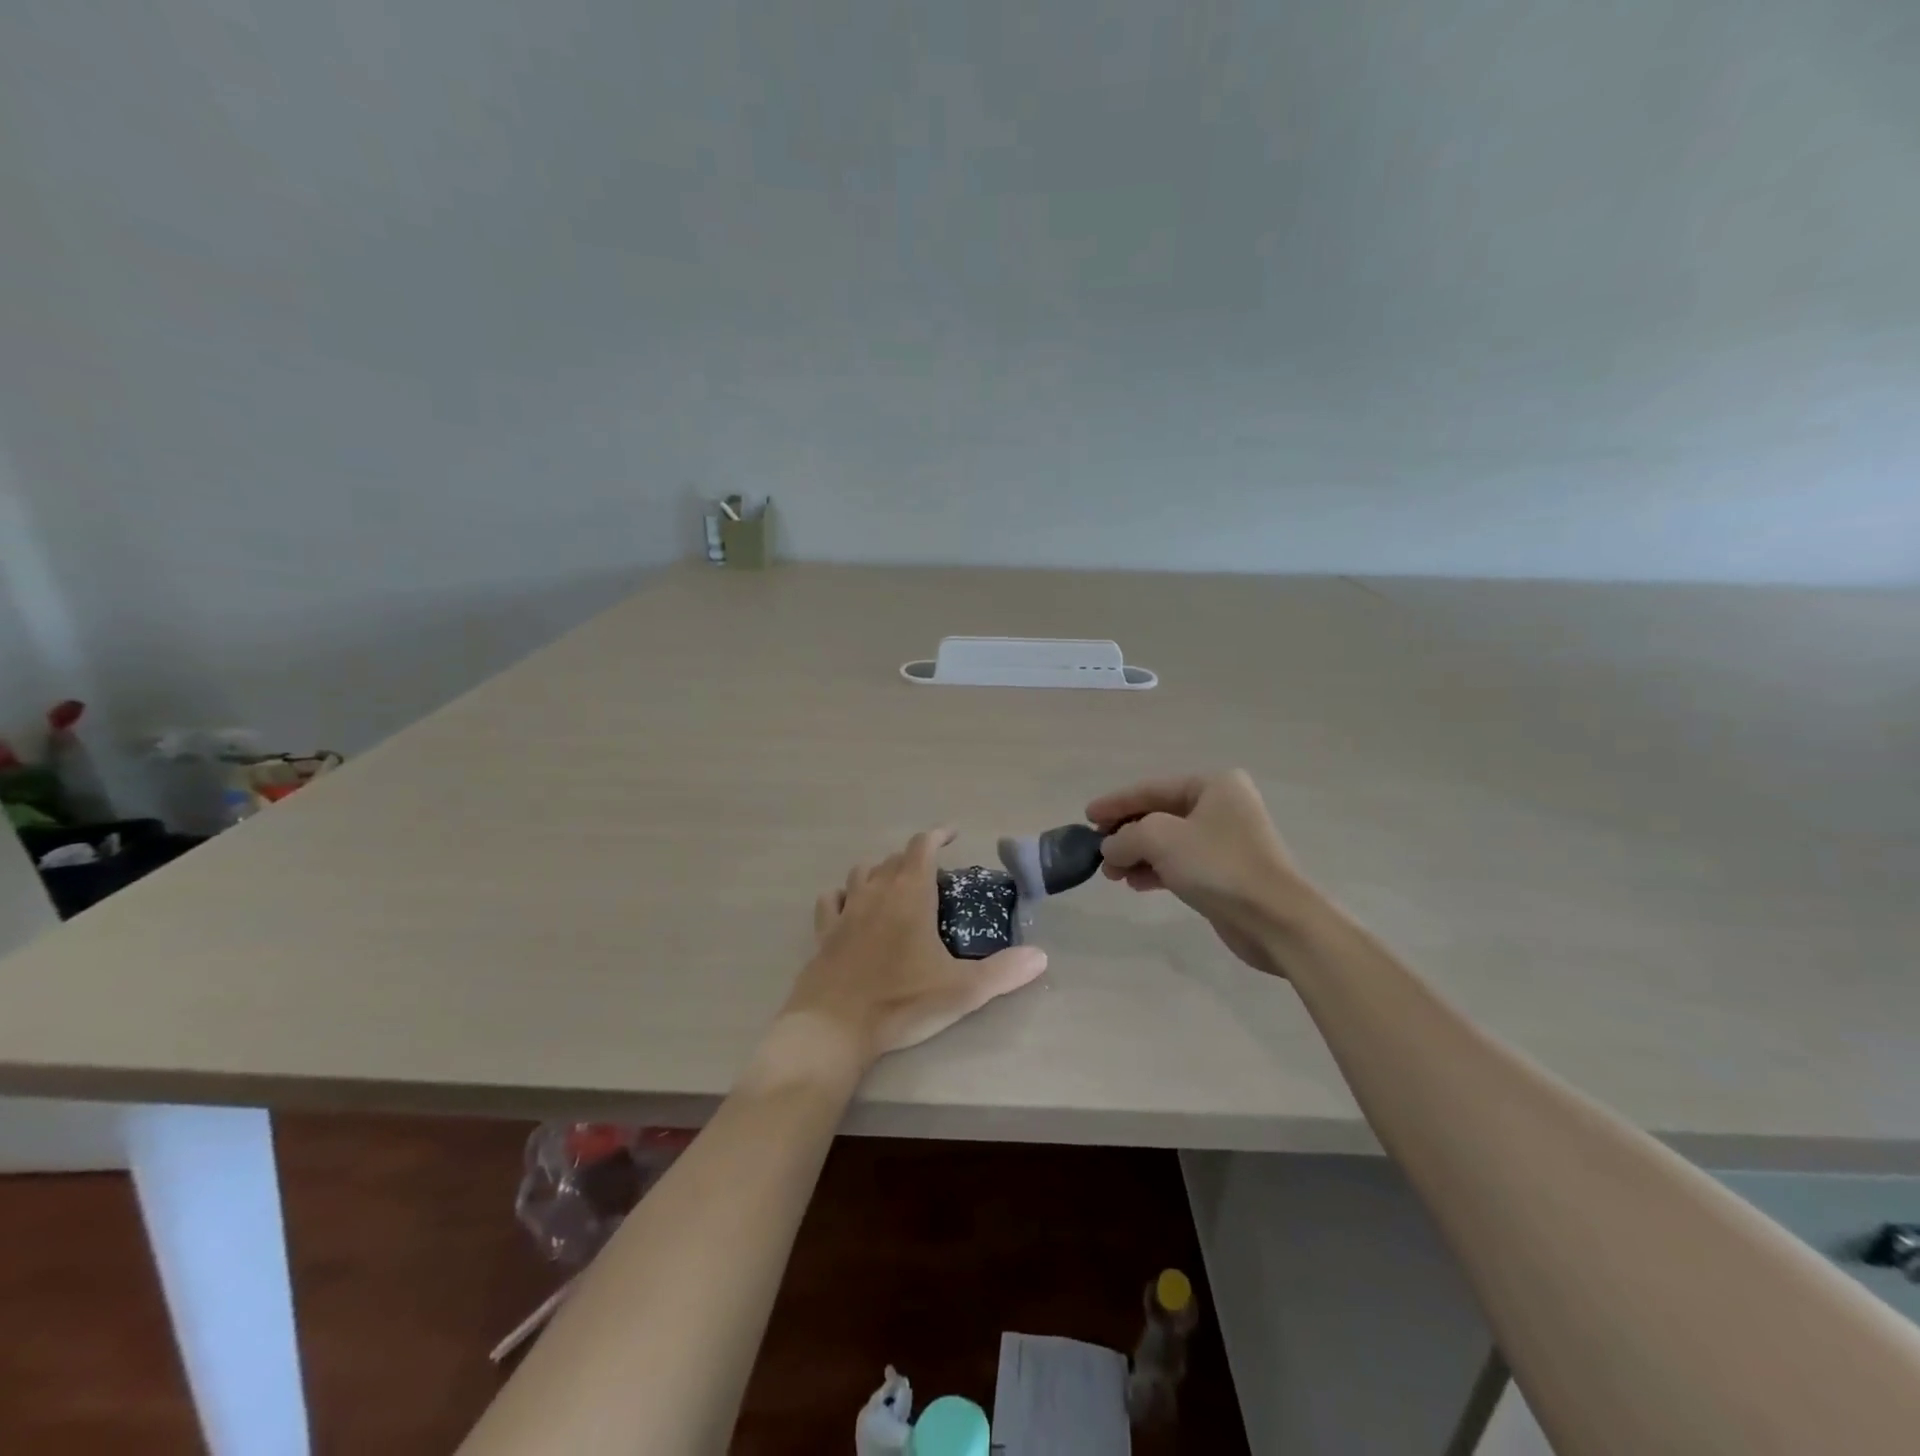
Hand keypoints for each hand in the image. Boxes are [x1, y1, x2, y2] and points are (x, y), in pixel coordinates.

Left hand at [783, 828, 1048, 1069]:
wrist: (834, 1027)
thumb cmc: (901, 1001)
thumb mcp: (962, 990)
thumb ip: (1004, 971)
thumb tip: (1041, 956)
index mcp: (910, 894)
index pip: (922, 846)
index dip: (938, 835)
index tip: (952, 834)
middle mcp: (876, 891)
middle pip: (894, 858)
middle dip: (914, 858)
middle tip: (933, 876)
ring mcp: (846, 910)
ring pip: (862, 872)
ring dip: (880, 871)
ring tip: (895, 885)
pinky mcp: (824, 932)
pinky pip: (831, 900)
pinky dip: (843, 896)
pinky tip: (849, 907)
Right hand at [1089, 770, 1312, 976]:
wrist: (1274, 919)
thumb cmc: (1217, 866)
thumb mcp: (1160, 839)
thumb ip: (1125, 837)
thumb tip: (1109, 848)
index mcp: (1213, 785)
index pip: (1151, 789)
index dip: (1115, 803)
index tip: (1086, 816)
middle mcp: (1222, 806)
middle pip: (1159, 815)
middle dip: (1126, 834)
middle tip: (1098, 852)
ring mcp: (1226, 841)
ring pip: (1168, 842)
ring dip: (1137, 856)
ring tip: (1112, 875)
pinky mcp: (1226, 872)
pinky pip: (1181, 864)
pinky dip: (1156, 871)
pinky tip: (1135, 884)